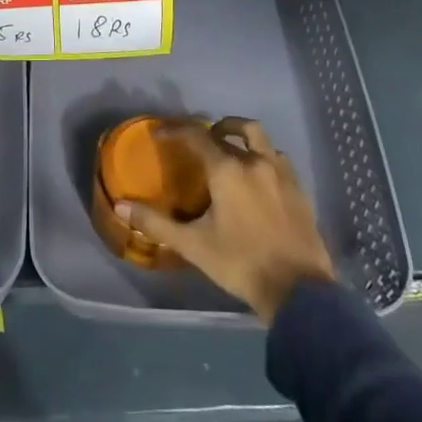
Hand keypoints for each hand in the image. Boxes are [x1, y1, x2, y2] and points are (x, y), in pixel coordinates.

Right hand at [119, 117, 335, 322]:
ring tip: (230, 150)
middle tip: (198, 140)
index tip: (160, 133)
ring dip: (241, 136)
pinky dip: (263, 157)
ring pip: (260, 139)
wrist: (299, 291)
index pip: (197, 136)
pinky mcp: (300, 189)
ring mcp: (282, 174)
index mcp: (228, 170)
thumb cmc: (240, 263)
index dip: (175, 130)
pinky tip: (258, 177)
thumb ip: (156, 223)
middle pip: (232, 129)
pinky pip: (278, 159)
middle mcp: (256, 162)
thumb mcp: (193, 245)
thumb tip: (120, 207)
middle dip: (211, 129)